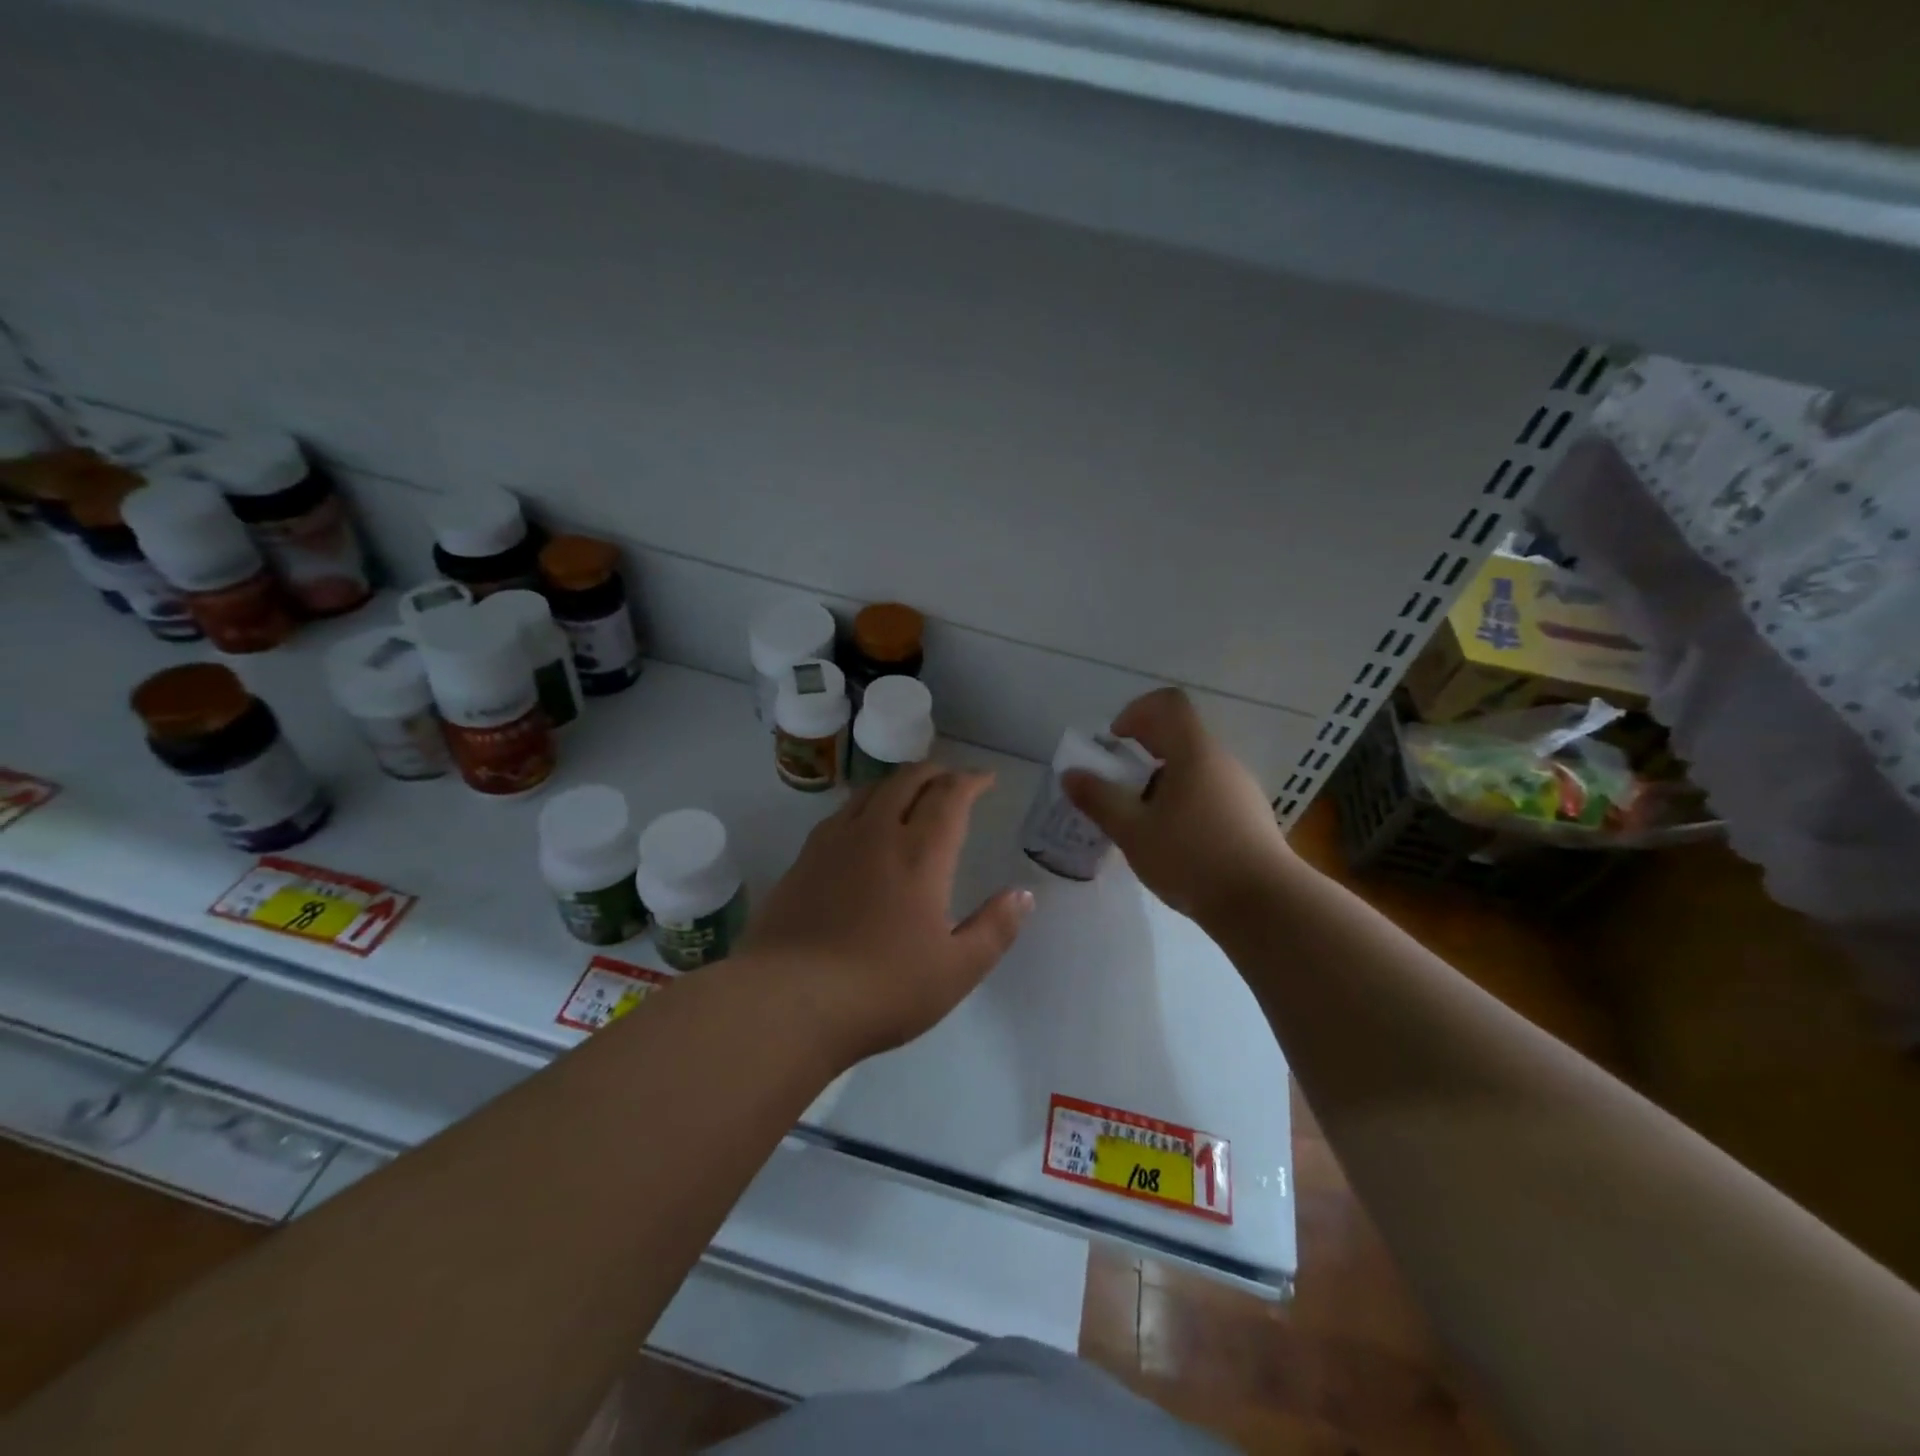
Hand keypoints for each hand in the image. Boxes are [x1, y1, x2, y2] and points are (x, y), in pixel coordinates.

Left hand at [740, 764, 1032, 1064]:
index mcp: (920, 854)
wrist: (788, 1001)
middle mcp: (876, 834)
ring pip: (870, 792)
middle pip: (907, 780)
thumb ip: (994, 929)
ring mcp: (833, 843)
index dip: (972, 780)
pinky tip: (861, 827)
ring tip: (910, 794)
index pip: (950, 796)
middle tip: (951, 781)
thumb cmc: (882, 988)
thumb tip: (1023, 895)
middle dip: (935, 773)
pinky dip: (864, 806)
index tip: (986, 779)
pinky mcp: (802, 860)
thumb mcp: (956, 970)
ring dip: (898, 783)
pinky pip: (840, 814)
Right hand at [1063, 688, 1293, 924]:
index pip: (1167, 703)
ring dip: (1162, 781)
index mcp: (1194, 752)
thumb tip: (1071, 774)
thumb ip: (1099, 799)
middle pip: (1180, 735)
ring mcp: (1240, 788)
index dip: (1136, 711)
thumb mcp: (1133, 831)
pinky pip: (1209, 792)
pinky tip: (1172, 841)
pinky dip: (1183, 802)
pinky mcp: (1250, 816)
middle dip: (1143, 752)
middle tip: (1118, 785)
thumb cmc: (1192, 858)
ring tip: (1141, 819)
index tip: (1115, 741)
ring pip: (1194, 767)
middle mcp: (1221, 761)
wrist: (1264, 905)